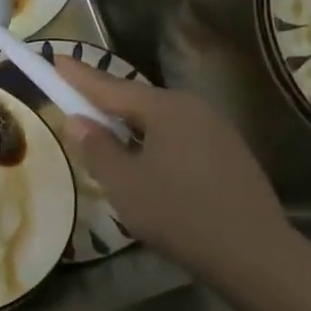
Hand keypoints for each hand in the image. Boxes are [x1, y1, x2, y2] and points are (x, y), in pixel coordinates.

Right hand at [56, 56, 298, 289]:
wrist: (254, 253)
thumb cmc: (178, 213)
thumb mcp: (124, 184)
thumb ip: (96, 148)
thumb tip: (77, 120)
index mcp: (166, 108)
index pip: (110, 86)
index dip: (79, 76)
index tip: (56, 58)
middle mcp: (193, 108)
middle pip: (137, 100)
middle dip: (104, 100)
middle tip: (74, 97)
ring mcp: (216, 130)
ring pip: (159, 120)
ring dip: (129, 124)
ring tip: (104, 132)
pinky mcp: (228, 154)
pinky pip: (178, 137)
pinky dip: (152, 141)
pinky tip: (145, 160)